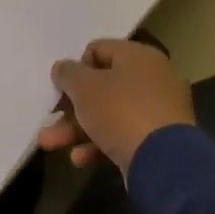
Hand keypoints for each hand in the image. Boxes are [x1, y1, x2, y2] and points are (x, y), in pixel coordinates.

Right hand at [38, 39, 194, 177]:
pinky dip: (100, 144)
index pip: (99, 50)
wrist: (164, 163)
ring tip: (50, 143)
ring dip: (78, 128)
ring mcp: (159, 112)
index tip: (62, 86)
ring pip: (110, 114)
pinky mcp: (160, 142)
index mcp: (139, 57)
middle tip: (50, 118)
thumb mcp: (84, 87)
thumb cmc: (120, 111)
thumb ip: (68, 73)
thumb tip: (63, 68)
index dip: (76, 67)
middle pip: (102, 86)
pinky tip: (80, 158)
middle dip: (71, 106)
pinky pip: (123, 136)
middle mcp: (153, 79)